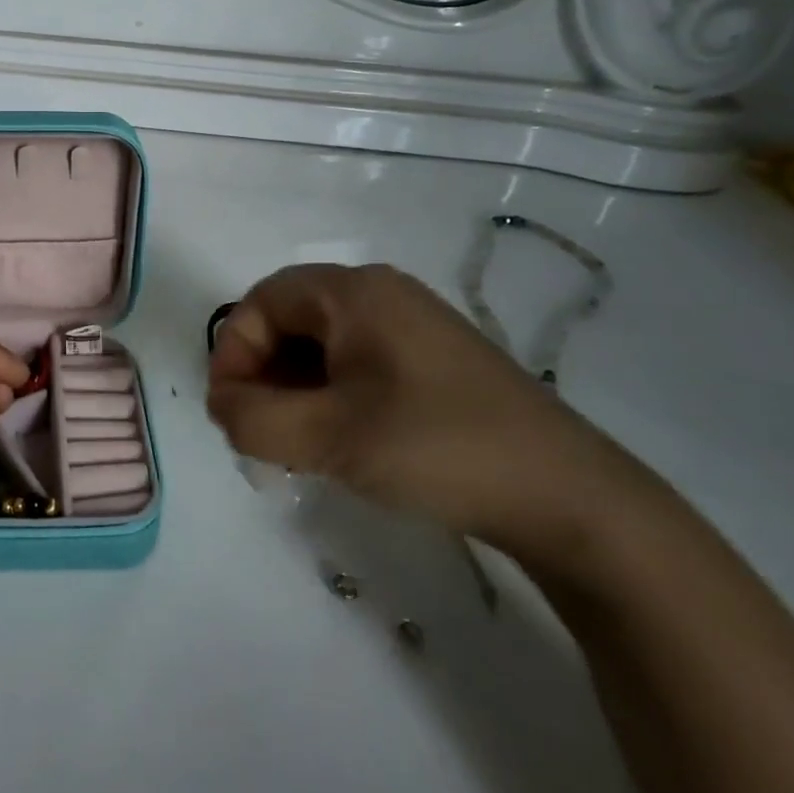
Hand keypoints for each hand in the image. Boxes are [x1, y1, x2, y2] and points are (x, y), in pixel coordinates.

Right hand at [206, 264, 627, 554]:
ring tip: (298, 445)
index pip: (260, 302)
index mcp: (355, 293)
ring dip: (293, 389)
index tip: (231, 412)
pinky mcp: (432, 361)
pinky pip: (356, 363)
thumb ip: (252, 418)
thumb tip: (221, 404)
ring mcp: (412, 326)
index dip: (233, 353)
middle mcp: (382, 294)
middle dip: (262, 374)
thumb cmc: (438, 449)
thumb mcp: (328, 437)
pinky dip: (330, 396)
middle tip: (261, 432)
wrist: (571, 499)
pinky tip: (341, 441)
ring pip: (321, 345)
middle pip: (290, 319)